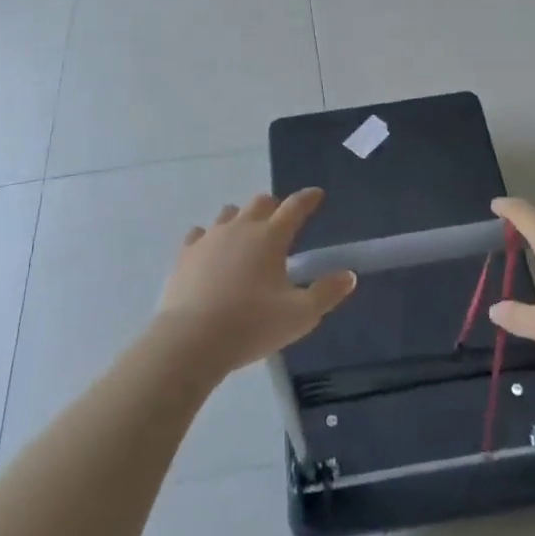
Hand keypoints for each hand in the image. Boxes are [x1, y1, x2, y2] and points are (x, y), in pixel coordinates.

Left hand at [156, 189, 356, 377]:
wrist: (191, 341)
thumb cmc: (251, 325)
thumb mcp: (300, 316)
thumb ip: (327, 293)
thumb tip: (348, 275)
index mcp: (271, 237)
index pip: (295, 207)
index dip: (308, 198)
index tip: (317, 194)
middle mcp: (241, 227)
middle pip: (260, 202)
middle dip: (274, 206)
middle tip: (281, 221)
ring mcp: (210, 237)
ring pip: (229, 213)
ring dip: (242, 218)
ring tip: (246, 236)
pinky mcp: (185, 254)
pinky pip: (199, 234)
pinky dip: (209, 238)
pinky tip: (210, 250)